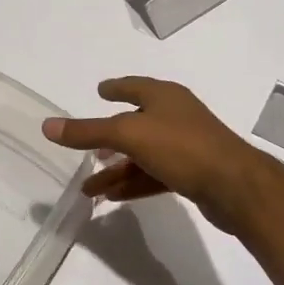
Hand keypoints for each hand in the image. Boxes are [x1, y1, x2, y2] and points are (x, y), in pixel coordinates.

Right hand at [42, 77, 274, 233]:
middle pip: (135, 124)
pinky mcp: (193, 174)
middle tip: (88, 147)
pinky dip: (134, 183)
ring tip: (88, 188)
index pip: (133, 86)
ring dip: (116, 169)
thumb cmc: (181, 147)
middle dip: (109, 138)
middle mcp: (176, 116)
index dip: (115, 88)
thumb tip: (47, 125)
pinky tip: (114, 197)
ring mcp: (186, 146)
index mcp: (164, 97)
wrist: (236, 187)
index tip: (99, 90)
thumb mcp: (127, 135)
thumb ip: (87, 131)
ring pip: (142, 155)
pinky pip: (154, 175)